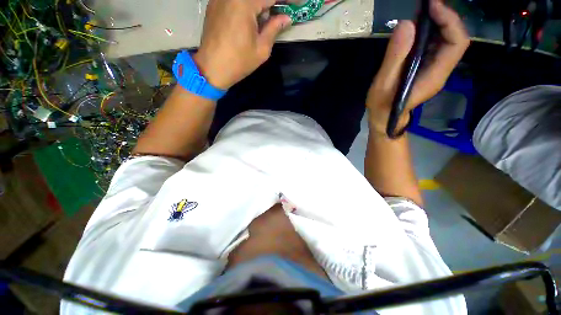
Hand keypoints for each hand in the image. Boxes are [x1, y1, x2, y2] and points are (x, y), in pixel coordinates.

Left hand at [193, 0, 291, 89]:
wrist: (212, 69)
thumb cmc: (239, 62)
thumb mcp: (262, 49)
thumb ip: (274, 28)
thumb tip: (286, 17)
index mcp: (245, 3)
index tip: (299, 3)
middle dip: (273, 2)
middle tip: (282, 11)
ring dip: (260, 4)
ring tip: (267, 18)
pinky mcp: (215, 3)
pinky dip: (247, 5)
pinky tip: (251, 17)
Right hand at [366, 0, 469, 133]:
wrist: (383, 117)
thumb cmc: (382, 105)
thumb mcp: (383, 83)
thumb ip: (395, 57)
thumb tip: (406, 24)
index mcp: (434, 74)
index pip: (457, 43)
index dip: (450, 21)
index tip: (433, 6)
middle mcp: (440, 70)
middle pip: (455, 39)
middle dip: (445, 18)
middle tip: (427, 5)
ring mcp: (434, 69)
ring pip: (446, 41)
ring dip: (438, 23)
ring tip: (422, 12)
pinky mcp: (426, 69)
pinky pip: (435, 46)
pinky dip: (429, 32)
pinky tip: (416, 28)